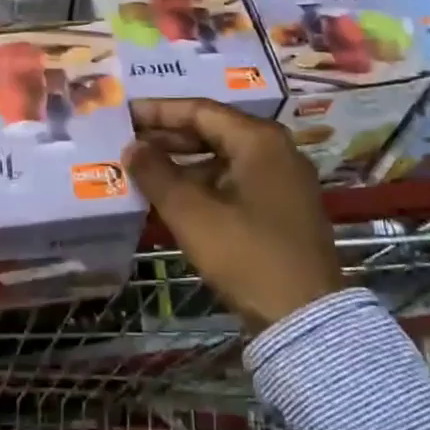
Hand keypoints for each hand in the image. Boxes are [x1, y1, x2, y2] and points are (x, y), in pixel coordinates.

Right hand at [123, 99, 340, 331]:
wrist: (305, 319)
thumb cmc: (246, 255)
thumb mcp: (192, 213)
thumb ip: (156, 173)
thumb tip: (131, 147)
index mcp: (258, 140)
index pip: (199, 110)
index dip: (158, 111)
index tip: (124, 113)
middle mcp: (275, 150)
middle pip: (212, 131)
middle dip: (167, 137)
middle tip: (127, 140)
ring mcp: (282, 180)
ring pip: (222, 158)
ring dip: (182, 163)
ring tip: (142, 169)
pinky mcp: (282, 208)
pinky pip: (233, 181)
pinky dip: (202, 184)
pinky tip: (172, 197)